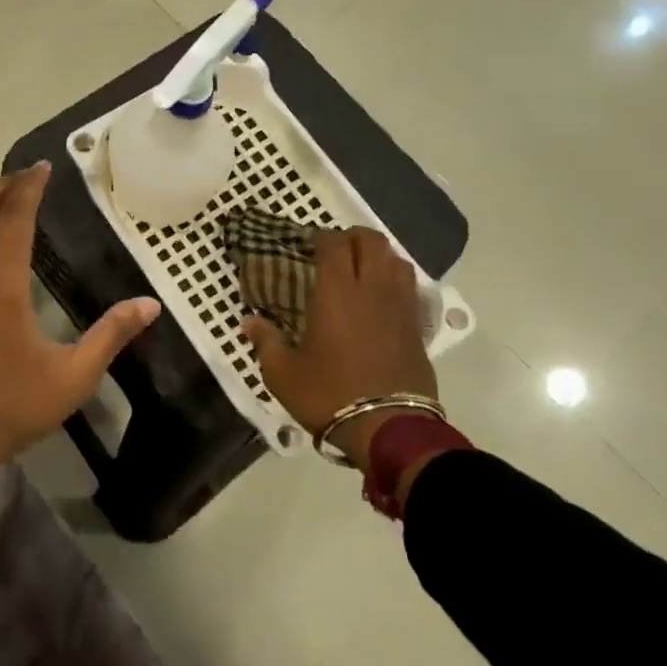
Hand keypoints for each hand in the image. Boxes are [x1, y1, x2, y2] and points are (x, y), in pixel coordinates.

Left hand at [0, 163, 161, 477]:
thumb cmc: (11, 408)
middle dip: (0, 186)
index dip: (29, 187)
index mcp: (1, 286)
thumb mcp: (72, 378)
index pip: (14, 218)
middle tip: (23, 177)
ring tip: (1, 204)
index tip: (43, 167)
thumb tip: (150, 305)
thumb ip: (111, 336)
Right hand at [241, 227, 436, 469]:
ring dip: (380, 256)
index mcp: (336, 292)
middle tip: (336, 249)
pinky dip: (396, 281)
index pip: (334, 244)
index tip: (309, 244)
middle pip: (372, 242)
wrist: (388, 428)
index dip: (322, 237)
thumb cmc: (329, 394)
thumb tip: (248, 321)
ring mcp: (400, 307)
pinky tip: (383, 297)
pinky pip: (410, 288)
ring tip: (363, 268)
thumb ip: (265, 341)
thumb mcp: (283, 373)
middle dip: (354, 237)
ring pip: (397, 261)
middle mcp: (372, 289)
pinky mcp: (417, 328)